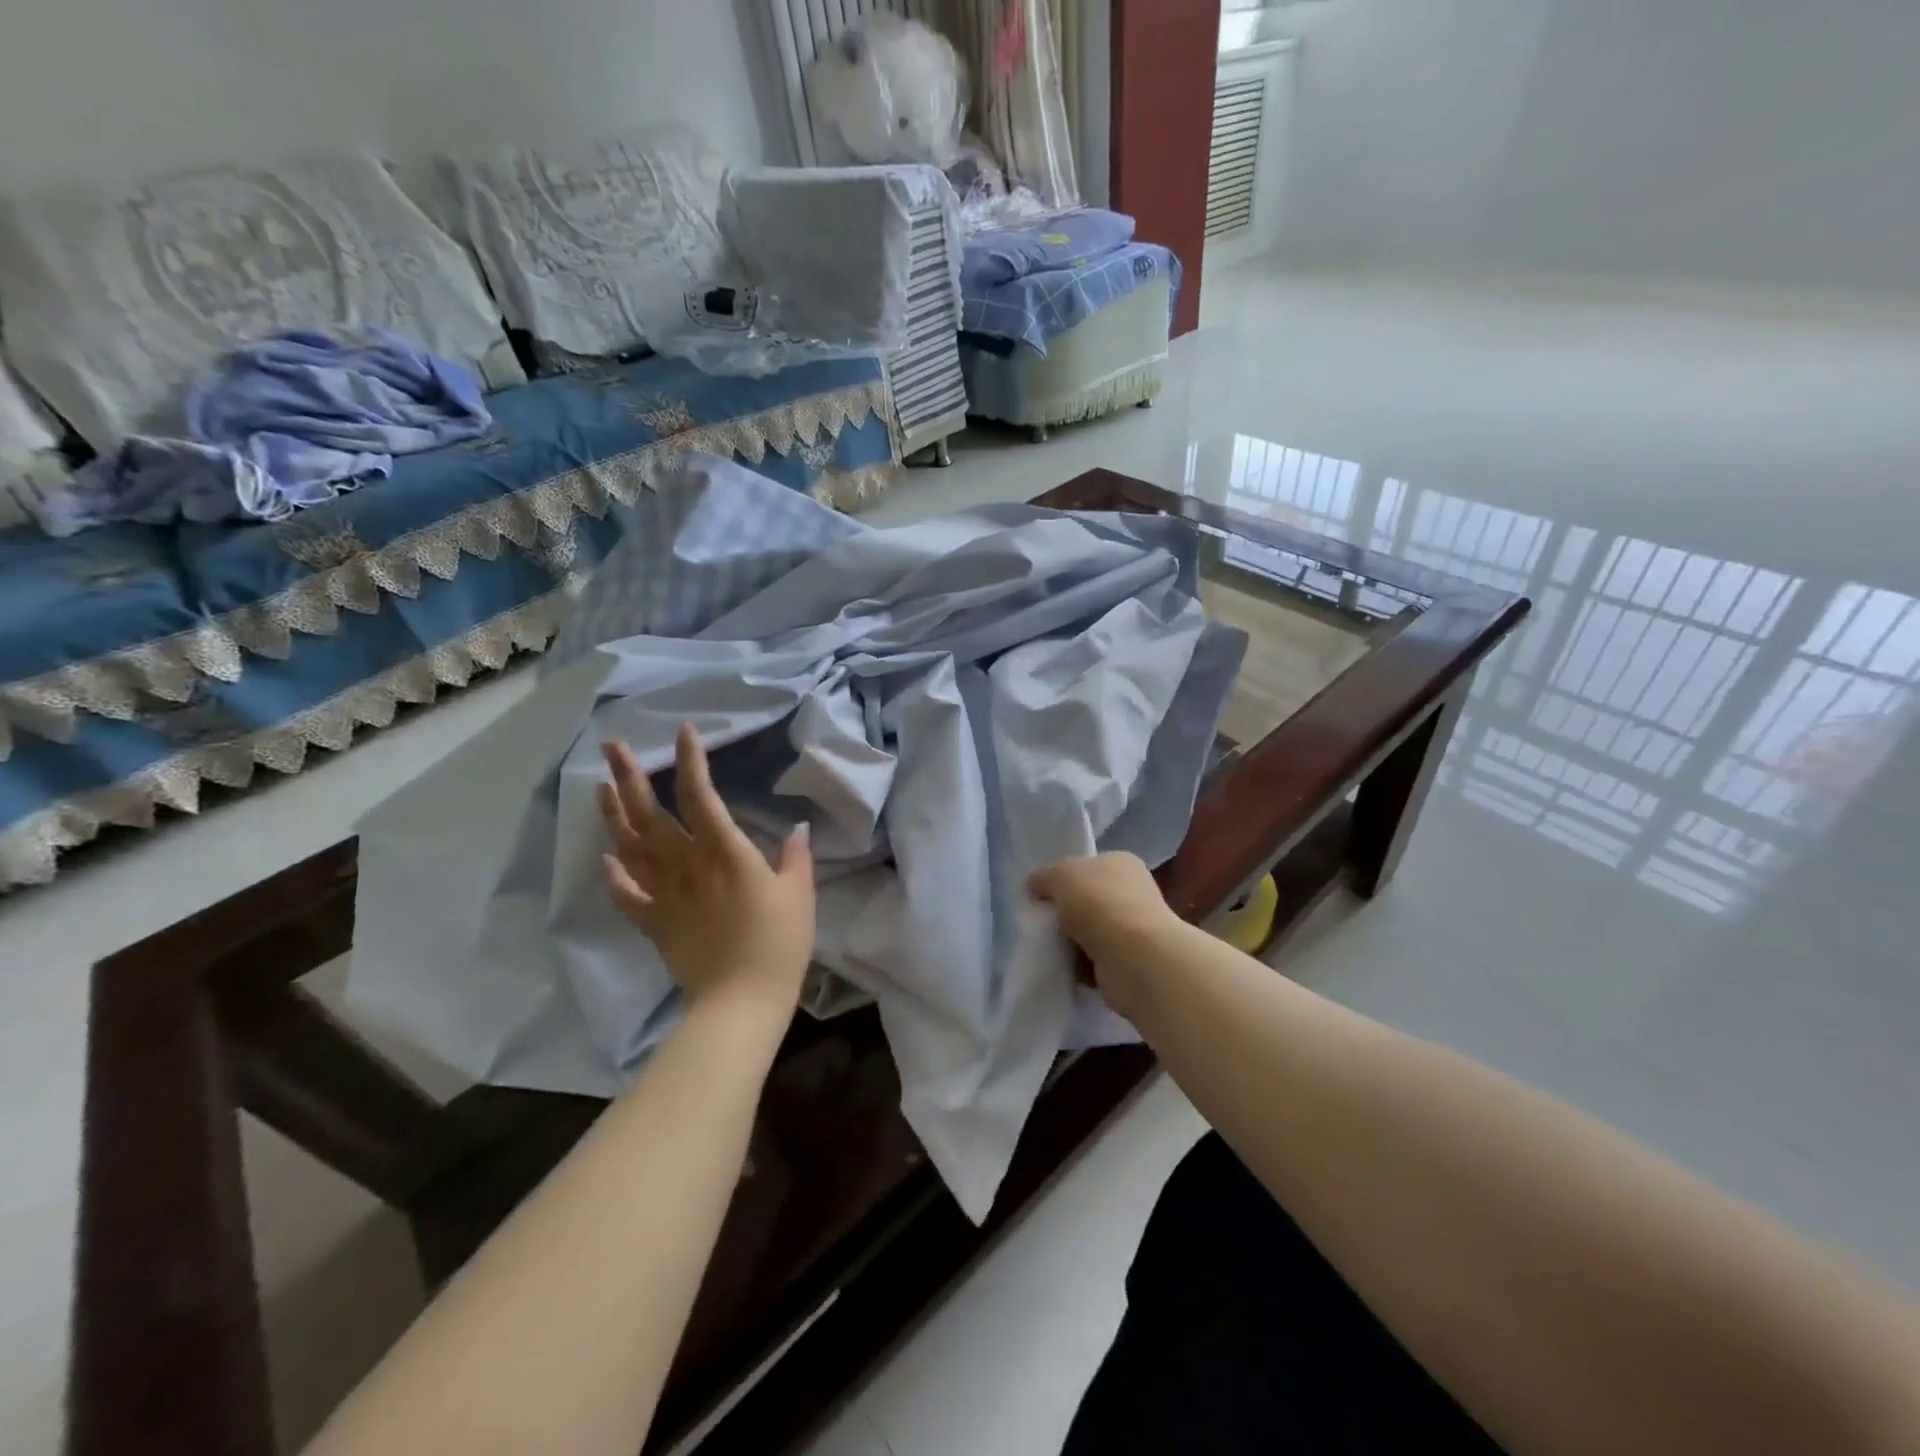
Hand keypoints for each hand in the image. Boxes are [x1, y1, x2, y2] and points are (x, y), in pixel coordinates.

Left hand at [598, 723, 815, 1020]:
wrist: (741, 1000)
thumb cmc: (778, 942)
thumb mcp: (800, 894)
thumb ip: (796, 857)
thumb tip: (799, 828)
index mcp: (724, 851)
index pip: (701, 795)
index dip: (691, 761)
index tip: (683, 731)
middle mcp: (687, 864)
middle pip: (651, 814)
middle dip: (629, 776)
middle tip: (612, 747)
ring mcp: (665, 894)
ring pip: (630, 847)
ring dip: (613, 815)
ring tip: (600, 788)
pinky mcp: (654, 923)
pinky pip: (626, 895)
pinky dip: (613, 876)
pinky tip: (607, 858)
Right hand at [1029, 853, 1177, 1016]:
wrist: (1132, 957)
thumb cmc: (1098, 903)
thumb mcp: (1059, 876)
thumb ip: (1043, 877)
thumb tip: (1034, 887)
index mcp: (1121, 862)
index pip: (1088, 865)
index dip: (1063, 878)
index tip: (1042, 894)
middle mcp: (1133, 892)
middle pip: (1087, 900)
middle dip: (1065, 913)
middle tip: (1042, 922)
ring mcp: (1134, 929)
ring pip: (1090, 932)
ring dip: (1070, 942)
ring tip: (1049, 947)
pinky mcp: (1130, 962)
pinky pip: (1094, 961)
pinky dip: (1079, 966)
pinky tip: (1065, 967)